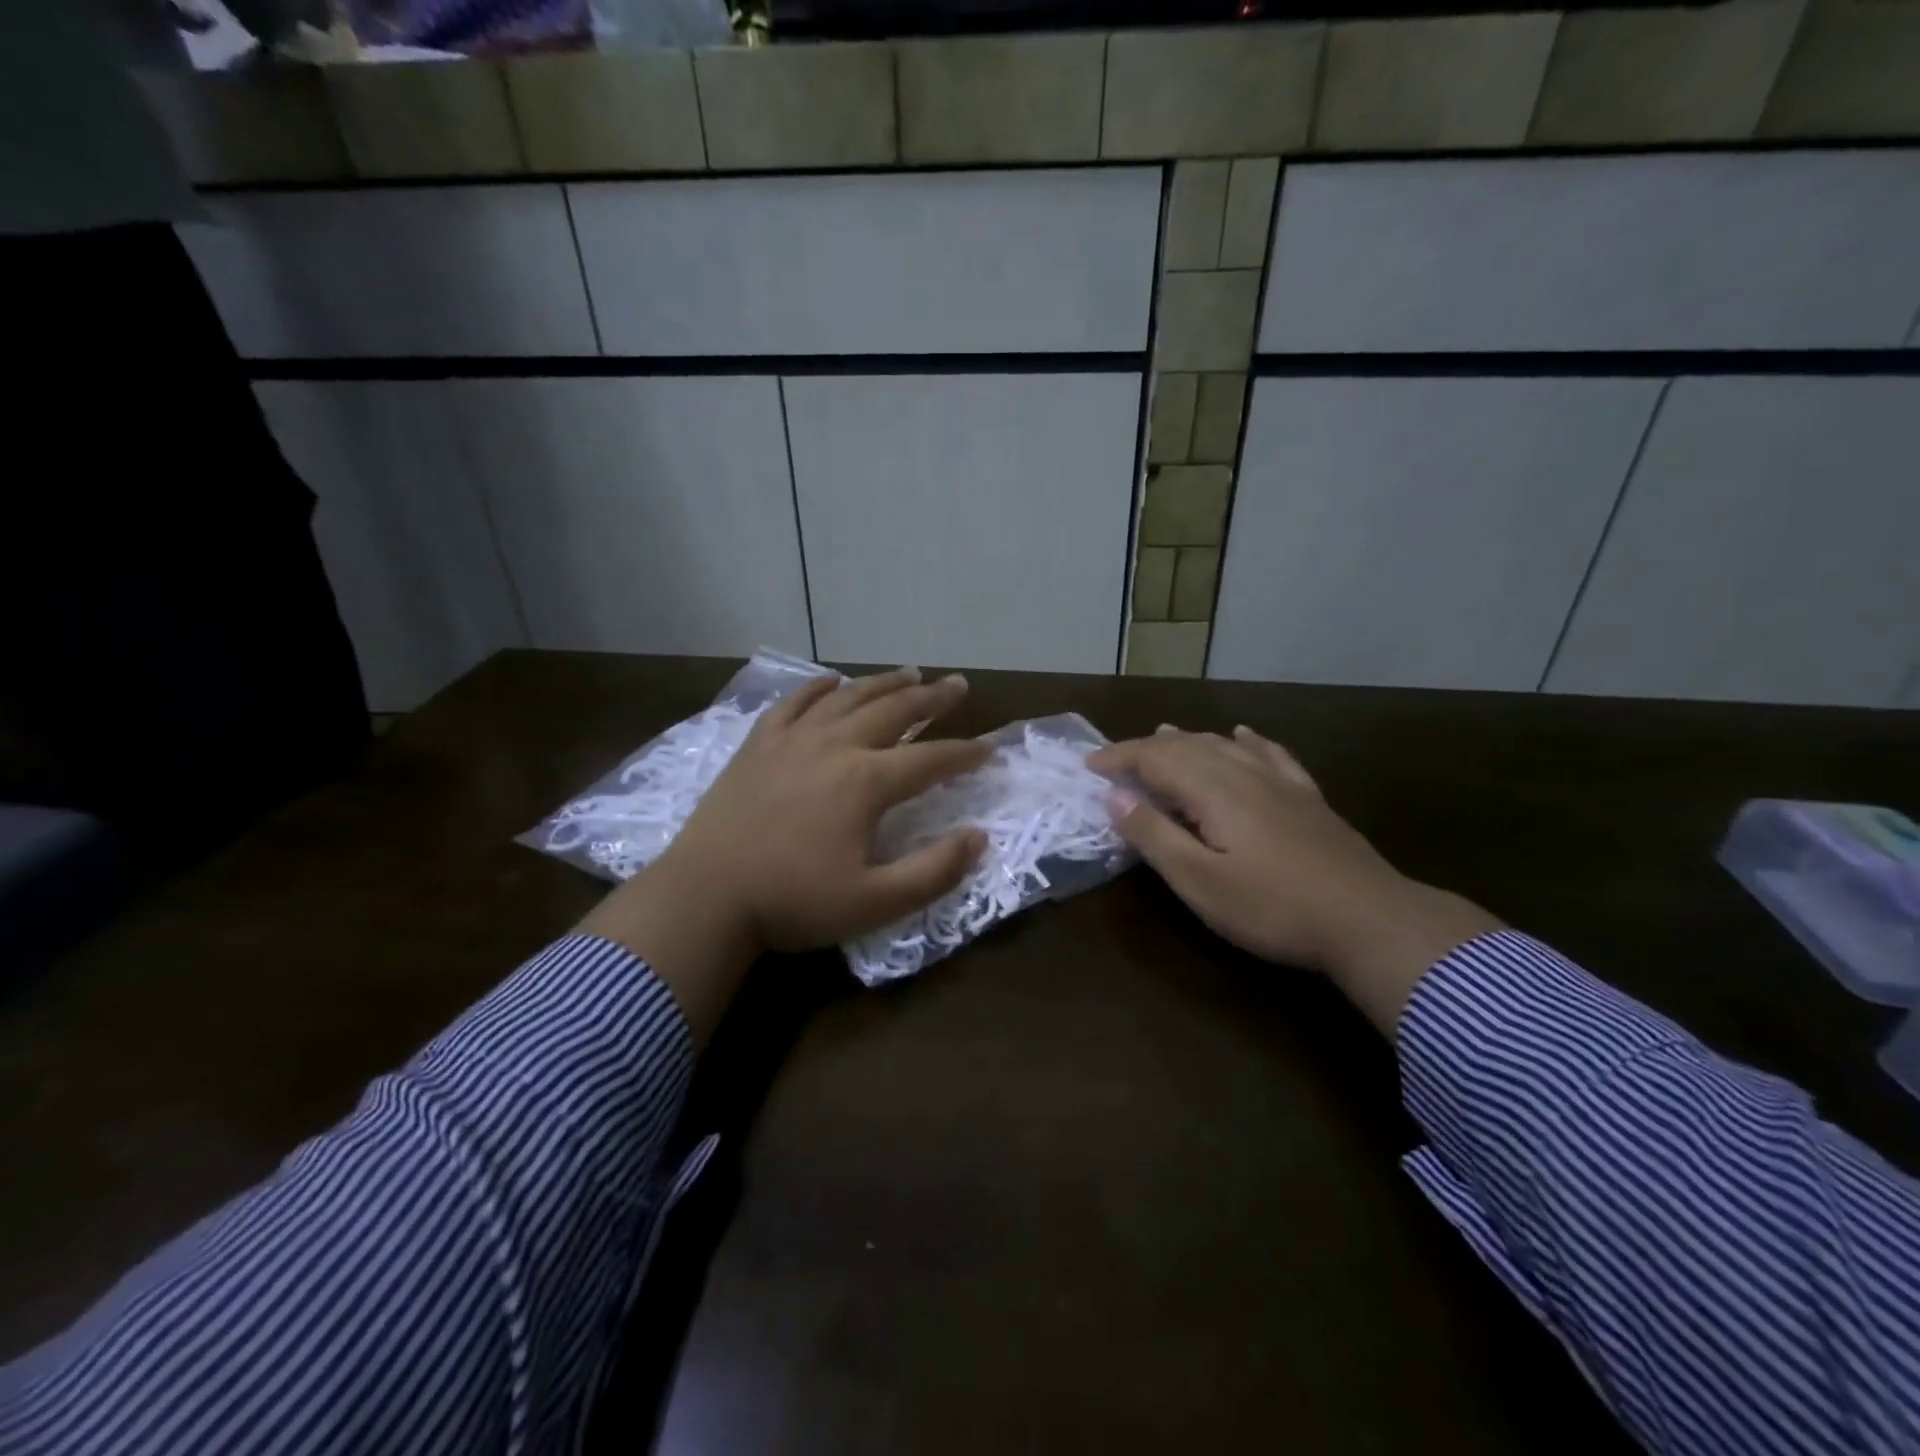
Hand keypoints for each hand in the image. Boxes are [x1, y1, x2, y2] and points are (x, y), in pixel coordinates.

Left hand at [578, 668, 989, 1039]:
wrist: (704, 897)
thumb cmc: (792, 903)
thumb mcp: (875, 902)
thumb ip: (934, 871)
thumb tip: (979, 837)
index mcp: (865, 782)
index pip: (930, 760)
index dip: (965, 754)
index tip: (990, 747)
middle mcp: (834, 747)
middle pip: (894, 711)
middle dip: (932, 698)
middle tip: (958, 685)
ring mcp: (792, 740)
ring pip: (848, 699)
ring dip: (884, 683)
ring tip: (911, 672)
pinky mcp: (757, 745)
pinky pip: (793, 703)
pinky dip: (817, 689)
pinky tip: (831, 682)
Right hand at [1089, 726, 1498, 1033]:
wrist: (1370, 921)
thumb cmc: (1273, 907)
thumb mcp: (1200, 881)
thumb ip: (1154, 835)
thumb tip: (1115, 795)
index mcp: (1213, 791)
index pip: (1155, 759)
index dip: (1119, 757)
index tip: (1089, 765)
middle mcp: (1244, 773)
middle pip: (1187, 745)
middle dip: (1146, 747)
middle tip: (1117, 759)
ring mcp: (1281, 783)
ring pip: (1225, 744)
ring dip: (1188, 738)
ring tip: (1163, 734)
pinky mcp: (1308, 798)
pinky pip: (1270, 754)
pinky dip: (1247, 740)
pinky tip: (1243, 734)